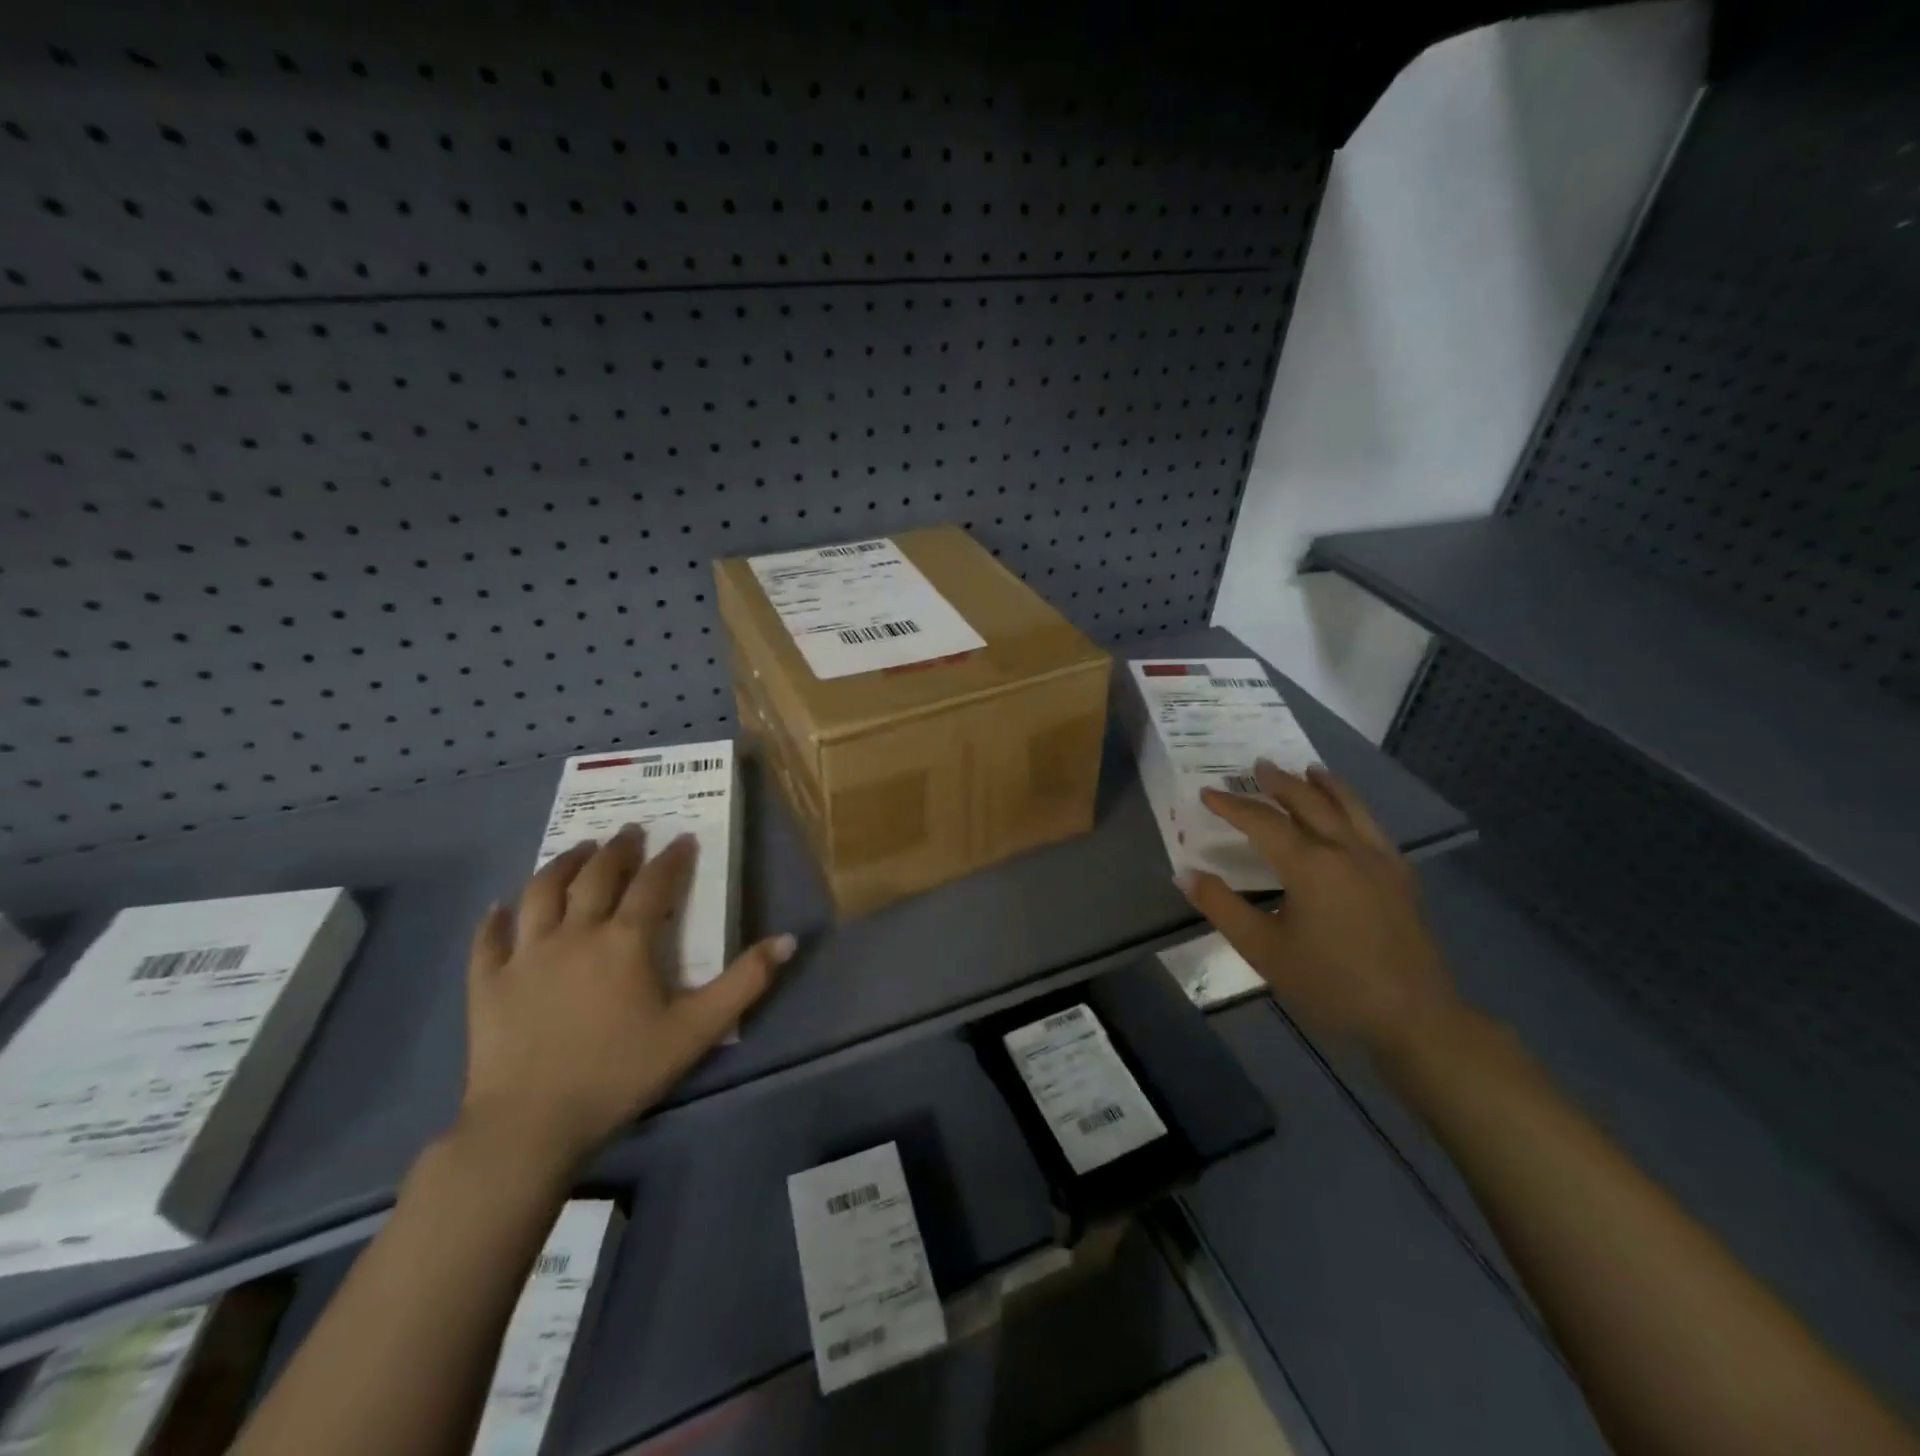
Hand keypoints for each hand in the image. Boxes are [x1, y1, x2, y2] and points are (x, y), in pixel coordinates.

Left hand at [458, 826, 795, 1170]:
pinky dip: (496, 918)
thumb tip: (788, 939)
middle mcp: (574, 933)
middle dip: (618, 849)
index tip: (683, 839)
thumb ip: (745, 982)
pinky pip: (489, 940)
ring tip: (578, 850)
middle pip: (596, 876)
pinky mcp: (488, 983)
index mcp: (625, 941)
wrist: (531, 1125)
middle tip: (630, 832)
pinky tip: (500, 907)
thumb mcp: (696, 1031)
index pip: (653, 884)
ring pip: (541, 892)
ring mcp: (525, 955)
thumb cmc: (620, 1073)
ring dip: (562, 864)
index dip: (671, 858)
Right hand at [1175, 761, 1458, 1057]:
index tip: (1207, 793)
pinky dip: (1354, 807)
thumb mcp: (1263, 950)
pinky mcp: (1401, 877)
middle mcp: (1346, 850)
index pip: (1263, 822)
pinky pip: (1373, 826)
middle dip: (1280, 783)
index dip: (1232, 806)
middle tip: (1258, 765)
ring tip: (1309, 769)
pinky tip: (1351, 814)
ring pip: (1349, 807)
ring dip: (1324, 785)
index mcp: (1310, 864)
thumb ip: (1222, 907)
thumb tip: (1185, 873)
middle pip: (1309, 803)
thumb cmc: (1330, 983)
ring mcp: (1379, 860)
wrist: (1412, 1016)